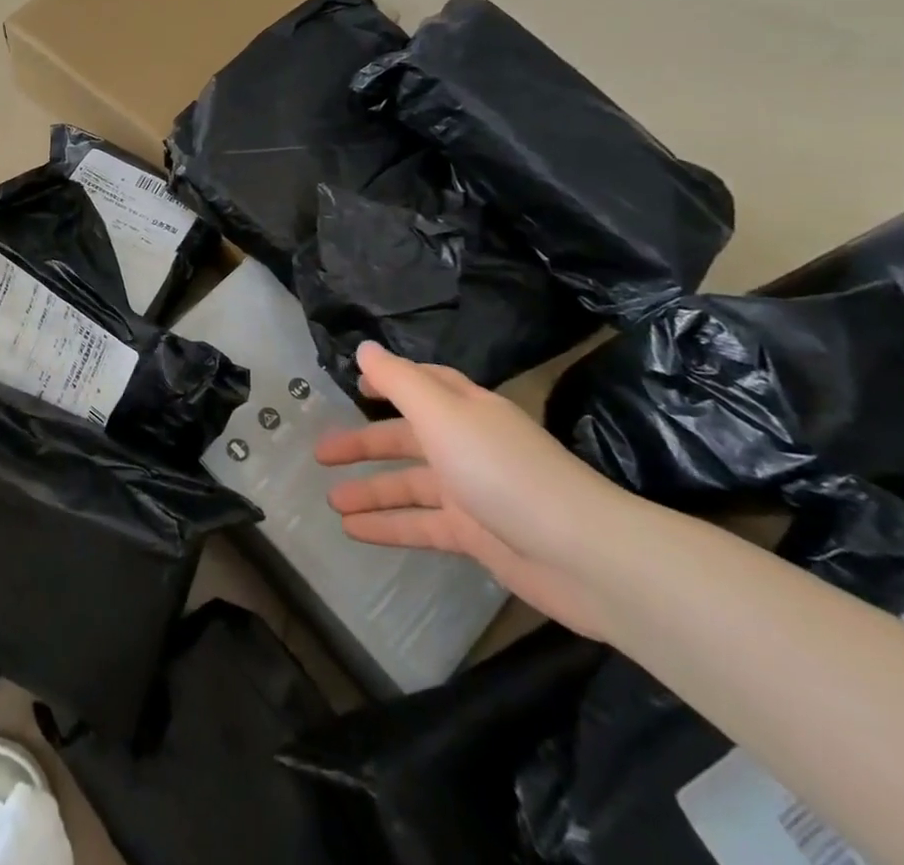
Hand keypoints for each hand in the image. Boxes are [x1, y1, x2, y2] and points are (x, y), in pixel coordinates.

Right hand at [315, 342, 629, 637]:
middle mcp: (466, 445)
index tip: (354, 385)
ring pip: (409, 485)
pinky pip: (421, 525)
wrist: (582, 555)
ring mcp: (472, 492)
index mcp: (463, 409)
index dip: (389, 381)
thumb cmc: (502, 470)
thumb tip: (364, 347)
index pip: (423, 384)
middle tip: (320, 453)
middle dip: (363, 444)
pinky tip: (354, 533)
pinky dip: (388, 527)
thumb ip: (398, 381)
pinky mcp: (477, 536)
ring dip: (370, 491)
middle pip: (406, 438)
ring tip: (330, 501)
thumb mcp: (441, 414)